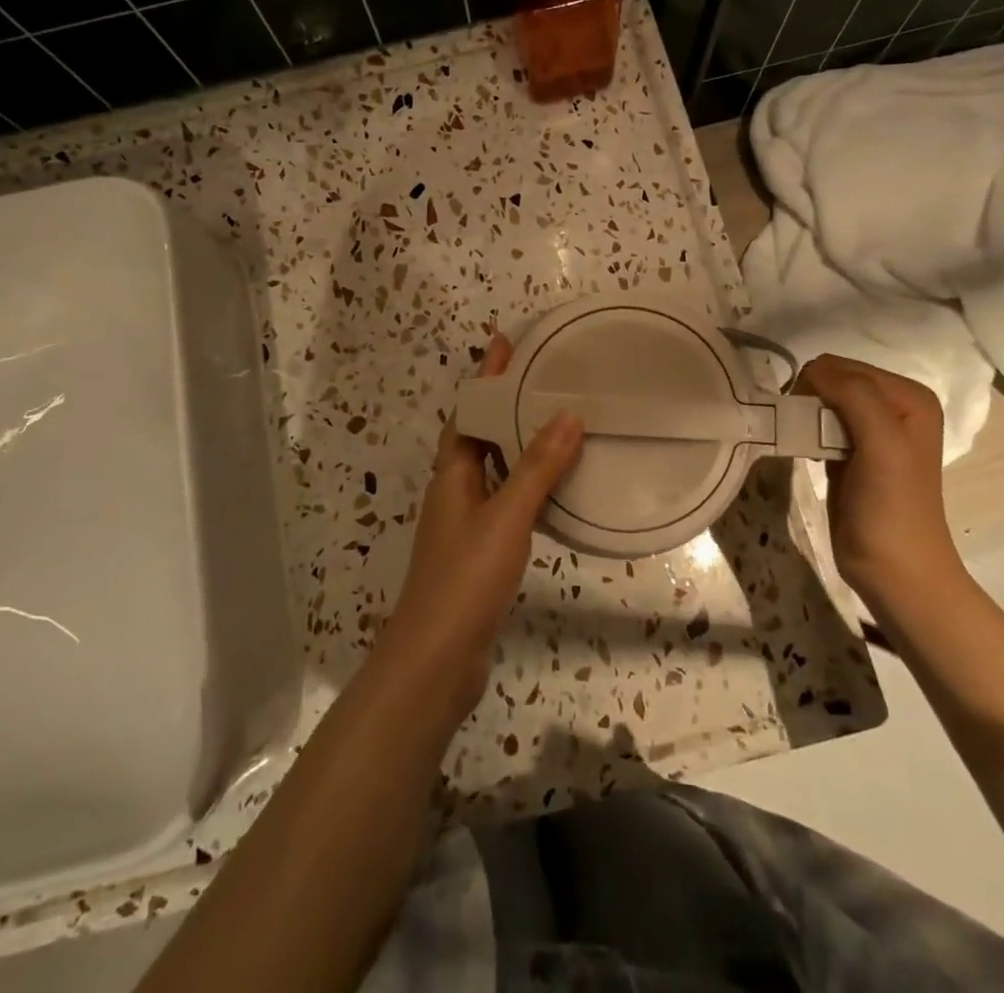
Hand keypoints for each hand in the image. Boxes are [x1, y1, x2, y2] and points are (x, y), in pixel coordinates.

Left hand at [379, 332, 584, 722]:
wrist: (436, 660)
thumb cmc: (465, 578)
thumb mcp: (506, 517)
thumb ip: (537, 467)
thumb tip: (567, 414)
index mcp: (452, 474)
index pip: (470, 411)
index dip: (487, 376)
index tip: (507, 342)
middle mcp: (454, 491)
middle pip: (479, 435)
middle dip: (505, 404)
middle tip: (543, 378)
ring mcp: (464, 524)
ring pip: (493, 469)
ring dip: (517, 443)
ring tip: (555, 423)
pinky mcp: (479, 553)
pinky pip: (506, 502)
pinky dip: (526, 485)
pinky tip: (553, 490)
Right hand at [794, 356, 959, 596]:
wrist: (894, 571)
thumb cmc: (891, 508)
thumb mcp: (882, 443)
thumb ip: (854, 396)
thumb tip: (812, 370)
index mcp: (909, 396)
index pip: (844, 366)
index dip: (818, 385)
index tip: (803, 418)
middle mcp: (894, 405)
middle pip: (832, 379)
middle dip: (811, 398)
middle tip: (801, 430)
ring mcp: (872, 429)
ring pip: (822, 400)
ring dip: (805, 415)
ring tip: (802, 441)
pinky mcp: (850, 451)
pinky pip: (819, 423)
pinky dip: (805, 431)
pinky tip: (805, 450)